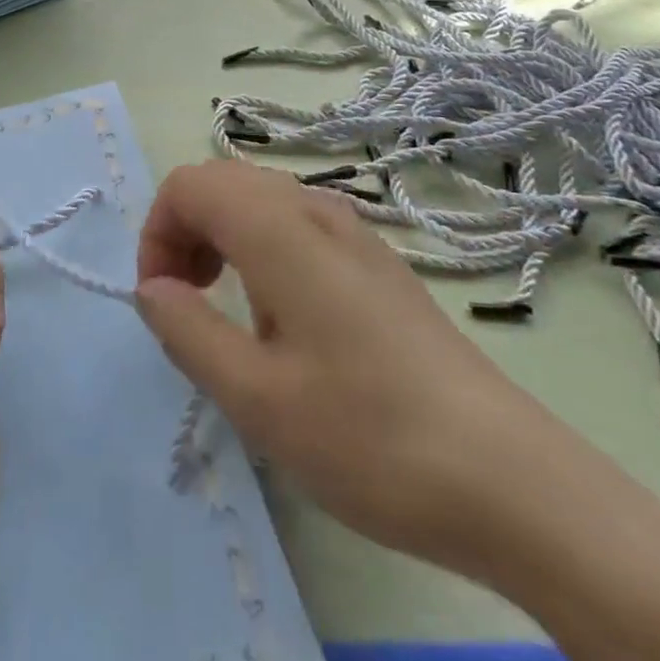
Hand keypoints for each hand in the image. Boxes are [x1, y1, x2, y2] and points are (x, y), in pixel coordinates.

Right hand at [133, 159, 566, 580]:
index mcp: (278, 228)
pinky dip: (260, 247)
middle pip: (222, 182)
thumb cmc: (367, 435)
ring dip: (221, 237)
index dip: (156, 233)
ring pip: (259, 199)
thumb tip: (151, 288)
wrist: (508, 479)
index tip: (161, 301)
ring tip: (228, 312)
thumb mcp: (255, 397)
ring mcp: (352, 231)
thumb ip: (187, 329)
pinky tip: (282, 319)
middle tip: (186, 302)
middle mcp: (314, 209)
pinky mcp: (376, 261)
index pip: (188, 184)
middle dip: (184, 230)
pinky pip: (296, 224)